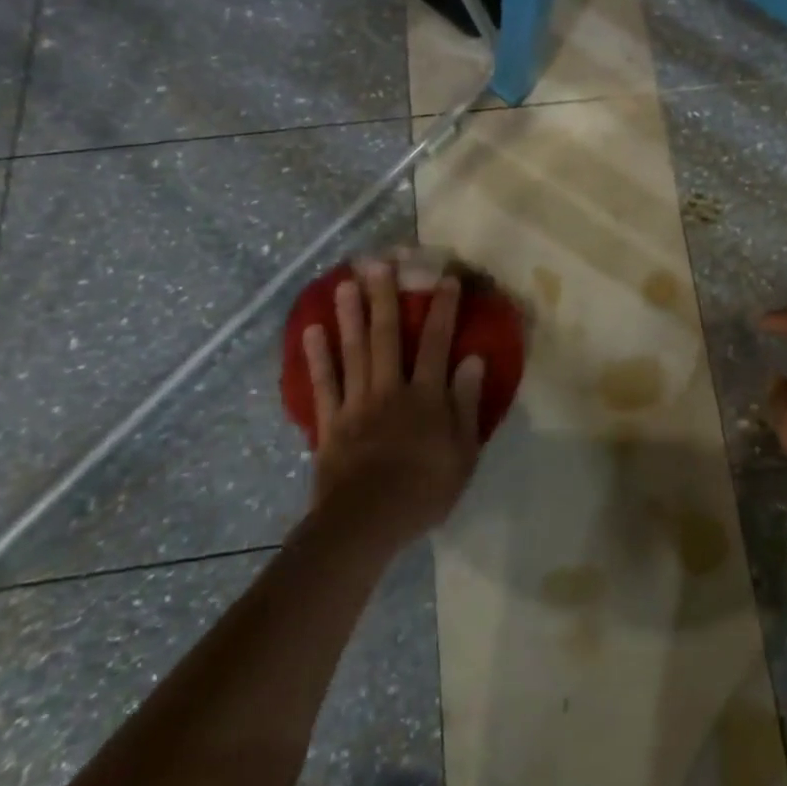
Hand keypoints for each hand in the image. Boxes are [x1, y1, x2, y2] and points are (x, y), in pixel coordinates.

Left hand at [302, 260, 485, 545]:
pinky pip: (324, 385)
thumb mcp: (463, 452)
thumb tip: (473, 359)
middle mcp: (390, 389)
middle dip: (384, 297)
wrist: (366, 523)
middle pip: (387, 336)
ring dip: (350, 315)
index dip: (441, 309)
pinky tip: (313, 331)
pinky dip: (318, 357)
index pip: (436, 343)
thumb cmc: (424, 490)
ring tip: (345, 282)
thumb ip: (467, 403)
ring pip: (353, 352)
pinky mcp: (330, 423)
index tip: (444, 278)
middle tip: (378, 262)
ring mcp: (356, 404)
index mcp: (425, 396)